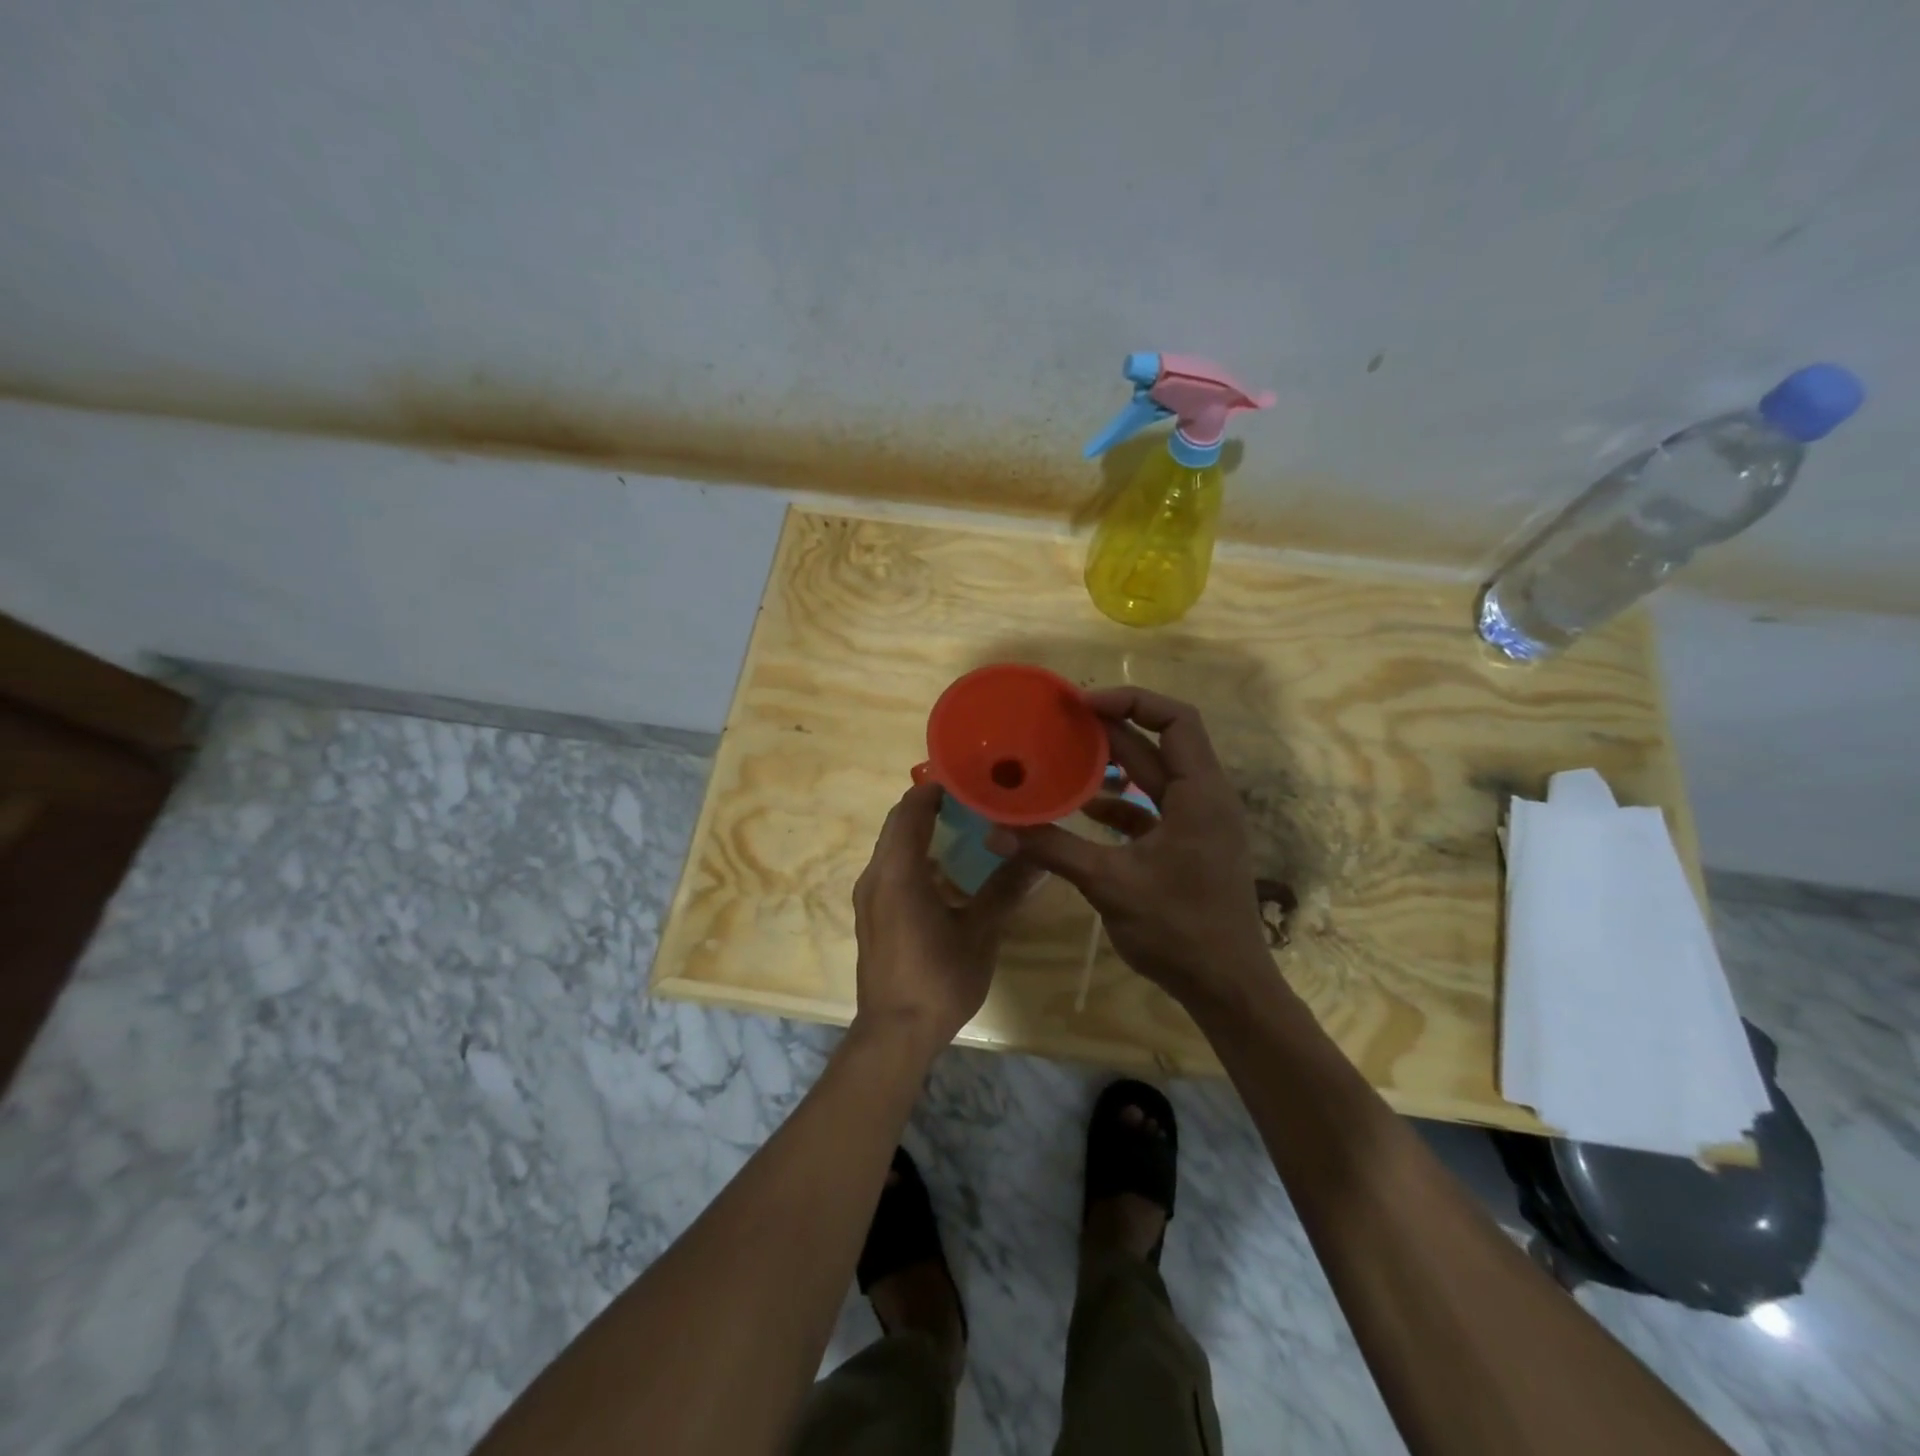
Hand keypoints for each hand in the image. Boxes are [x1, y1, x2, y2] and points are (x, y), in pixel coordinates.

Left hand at [851, 781, 1040, 1052]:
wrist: (895, 1033)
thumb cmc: (938, 979)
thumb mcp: (980, 933)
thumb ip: (1006, 889)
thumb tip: (1038, 857)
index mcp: (899, 871)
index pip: (912, 809)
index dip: (937, 787)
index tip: (969, 778)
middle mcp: (875, 875)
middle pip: (899, 823)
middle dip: (931, 806)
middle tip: (974, 800)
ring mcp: (868, 896)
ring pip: (892, 846)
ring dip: (922, 832)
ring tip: (965, 829)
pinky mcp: (870, 914)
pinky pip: (890, 868)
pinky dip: (914, 857)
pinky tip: (946, 873)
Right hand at [988, 687, 1271, 1011]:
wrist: (1226, 987)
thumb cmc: (1178, 928)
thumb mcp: (1110, 883)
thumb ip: (1054, 849)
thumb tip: (995, 830)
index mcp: (1200, 793)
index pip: (1175, 720)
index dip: (1131, 701)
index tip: (1082, 705)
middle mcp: (1204, 798)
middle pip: (1159, 744)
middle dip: (1112, 730)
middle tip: (1062, 723)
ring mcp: (1198, 824)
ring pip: (1154, 777)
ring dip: (1114, 766)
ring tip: (1066, 758)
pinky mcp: (1187, 847)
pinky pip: (1151, 809)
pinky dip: (1119, 803)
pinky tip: (1084, 810)